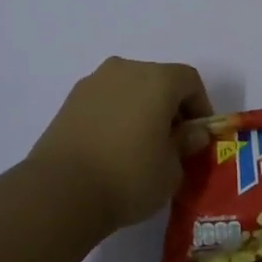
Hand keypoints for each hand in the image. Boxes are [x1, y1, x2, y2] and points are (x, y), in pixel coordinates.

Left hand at [27, 57, 212, 230]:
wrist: (61, 191)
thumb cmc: (128, 177)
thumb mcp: (171, 170)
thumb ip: (185, 145)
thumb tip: (190, 133)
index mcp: (157, 79)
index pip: (189, 81)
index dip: (200, 107)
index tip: (197, 137)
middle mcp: (125, 70)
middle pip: (158, 80)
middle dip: (169, 107)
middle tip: (171, 142)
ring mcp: (93, 82)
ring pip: (129, 88)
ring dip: (140, 109)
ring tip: (138, 146)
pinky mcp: (70, 100)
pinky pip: (105, 101)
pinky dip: (115, 115)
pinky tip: (112, 147)